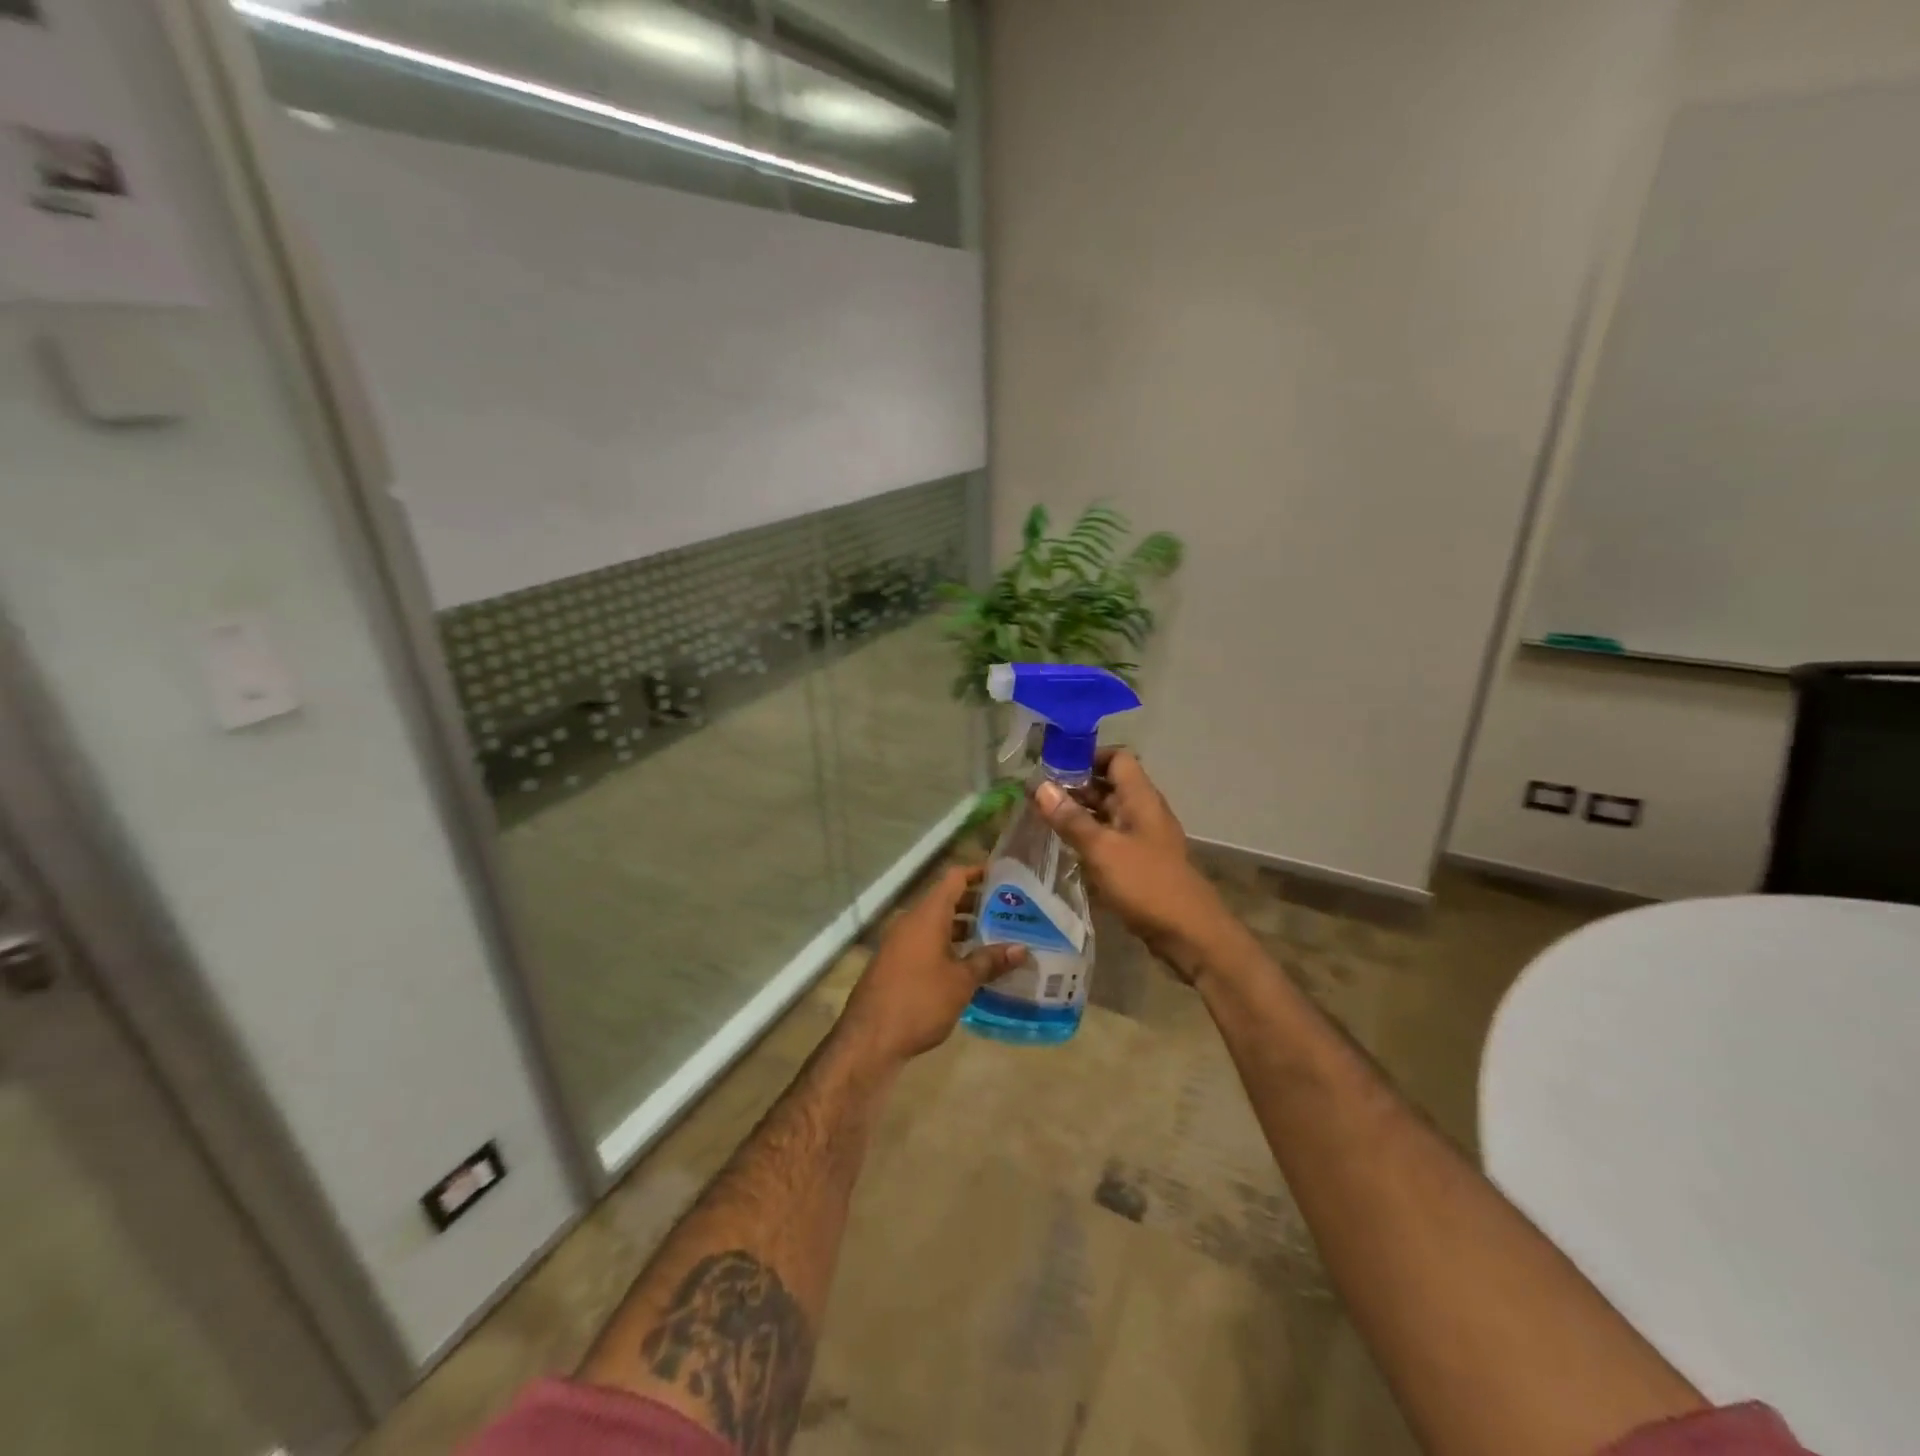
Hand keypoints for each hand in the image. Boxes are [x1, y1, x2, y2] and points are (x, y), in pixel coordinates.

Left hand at [838, 865, 1026, 1066]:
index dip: (977, 872)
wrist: (869, 1039)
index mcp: (927, 915)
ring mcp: (899, 942)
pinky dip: (947, 945)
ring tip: (994, 938)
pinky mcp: (894, 963)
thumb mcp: (961, 982)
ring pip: (935, 924)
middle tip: (1008, 911)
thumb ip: (990, 961)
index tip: (1002, 875)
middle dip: (976, 904)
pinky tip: (967, 965)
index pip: (954, 878)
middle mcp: (911, 921)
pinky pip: (925, 942)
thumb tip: (1021, 949)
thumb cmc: (920, 1001)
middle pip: (946, 900)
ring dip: (962, 928)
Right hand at [1034, 749, 1238, 983]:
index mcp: (1141, 798)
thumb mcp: (1102, 850)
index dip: (1087, 757)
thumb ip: (1071, 819)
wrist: (1190, 934)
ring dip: (1080, 814)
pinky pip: (1111, 840)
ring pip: (1108, 815)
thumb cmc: (1146, 884)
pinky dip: (1090, 839)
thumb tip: (1039, 786)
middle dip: (1075, 787)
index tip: (1053, 767)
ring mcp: (1143, 839)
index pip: (1117, 758)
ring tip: (1043, 819)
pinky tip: (1066, 849)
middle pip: (1110, 786)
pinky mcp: (1140, 863)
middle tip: (1037, 795)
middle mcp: (1144, 812)